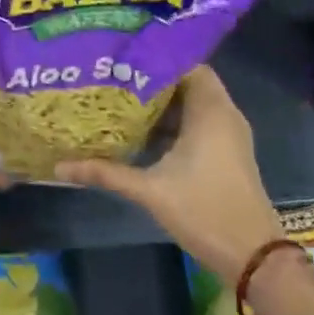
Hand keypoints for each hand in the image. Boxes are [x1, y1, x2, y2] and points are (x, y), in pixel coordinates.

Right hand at [58, 66, 283, 284]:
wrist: (253, 256)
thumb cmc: (204, 211)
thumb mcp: (150, 190)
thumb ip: (106, 173)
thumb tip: (60, 168)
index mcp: (210, 111)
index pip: (187, 64)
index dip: (156, 58)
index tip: (123, 59)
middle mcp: (224, 114)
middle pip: (188, 82)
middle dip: (153, 81)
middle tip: (116, 78)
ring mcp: (229, 134)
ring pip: (194, 104)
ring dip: (163, 104)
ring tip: (123, 100)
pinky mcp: (228, 152)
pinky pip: (200, 122)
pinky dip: (175, 122)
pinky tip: (144, 133)